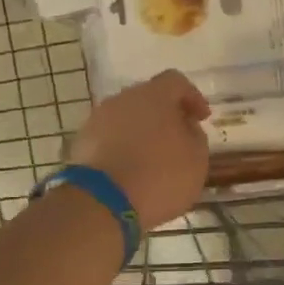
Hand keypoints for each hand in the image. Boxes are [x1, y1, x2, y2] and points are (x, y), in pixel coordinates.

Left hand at [68, 70, 210, 230]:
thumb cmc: (159, 176)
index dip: (192, 97)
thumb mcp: (196, 159)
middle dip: (165, 115)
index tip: (201, 118)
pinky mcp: (81, 142)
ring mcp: (98, 119)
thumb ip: (195, 136)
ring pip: (126, 118)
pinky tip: (131, 170)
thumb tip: (185, 127)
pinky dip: (122, 148)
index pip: (176, 82)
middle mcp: (123, 99)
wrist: (101, 202)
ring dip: (141, 132)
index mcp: (154, 95)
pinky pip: (110, 138)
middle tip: (178, 138)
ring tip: (152, 158)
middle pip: (148, 98)